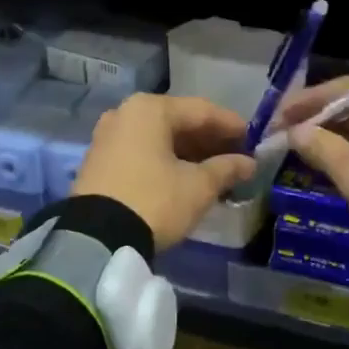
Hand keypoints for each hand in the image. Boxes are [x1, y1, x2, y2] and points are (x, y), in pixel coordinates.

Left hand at [72, 94, 255, 251]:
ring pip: (159, 137)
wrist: (95, 239)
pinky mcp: (99, 160)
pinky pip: (141, 150)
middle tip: (236, 158)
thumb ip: (226, 169)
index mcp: (150, 109)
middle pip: (178, 121)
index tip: (253, 139)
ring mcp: (108, 136)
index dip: (231, 125)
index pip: (201, 110)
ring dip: (188, 152)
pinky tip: (184, 177)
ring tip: (215, 171)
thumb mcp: (197, 187)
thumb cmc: (154, 200)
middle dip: (209, 140)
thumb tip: (248, 163)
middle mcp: (126, 113)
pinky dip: (165, 160)